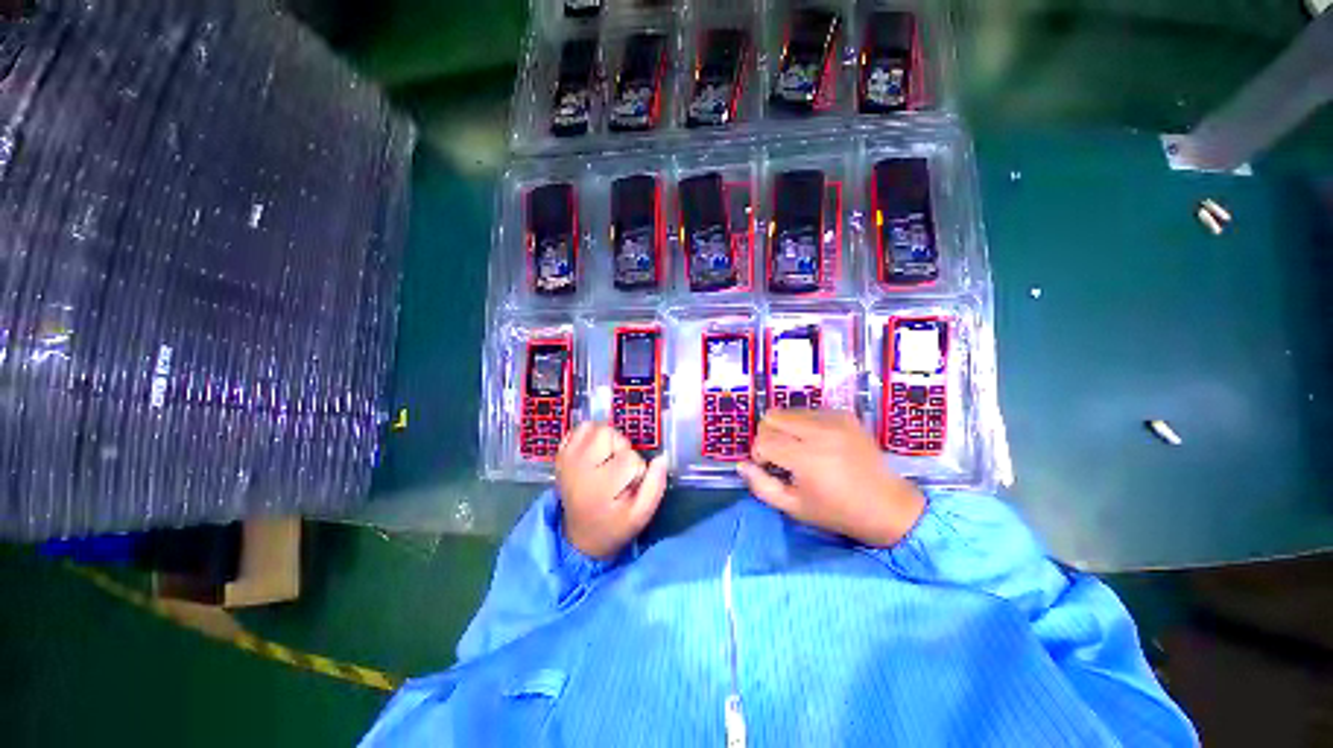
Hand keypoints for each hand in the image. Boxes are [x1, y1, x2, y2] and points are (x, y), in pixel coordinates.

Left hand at [555, 423, 667, 558]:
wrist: (581, 537)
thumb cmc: (614, 525)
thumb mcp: (641, 515)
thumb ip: (655, 486)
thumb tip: (662, 458)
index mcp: (601, 486)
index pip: (630, 458)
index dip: (637, 469)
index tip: (630, 485)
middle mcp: (580, 468)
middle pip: (610, 435)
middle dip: (621, 448)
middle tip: (618, 470)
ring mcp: (567, 459)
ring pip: (595, 427)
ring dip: (606, 439)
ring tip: (606, 459)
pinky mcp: (561, 454)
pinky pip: (579, 429)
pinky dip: (590, 435)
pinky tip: (593, 453)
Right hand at [739, 409, 925, 546]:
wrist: (888, 506)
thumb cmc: (837, 512)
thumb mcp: (794, 507)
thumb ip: (762, 486)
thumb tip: (741, 465)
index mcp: (807, 458)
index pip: (763, 440)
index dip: (758, 454)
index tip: (769, 467)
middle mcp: (819, 432)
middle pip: (771, 417)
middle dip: (767, 435)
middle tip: (780, 456)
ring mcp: (834, 419)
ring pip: (788, 411)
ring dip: (784, 428)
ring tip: (798, 448)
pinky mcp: (844, 415)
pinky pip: (808, 410)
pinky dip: (802, 424)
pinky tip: (815, 442)